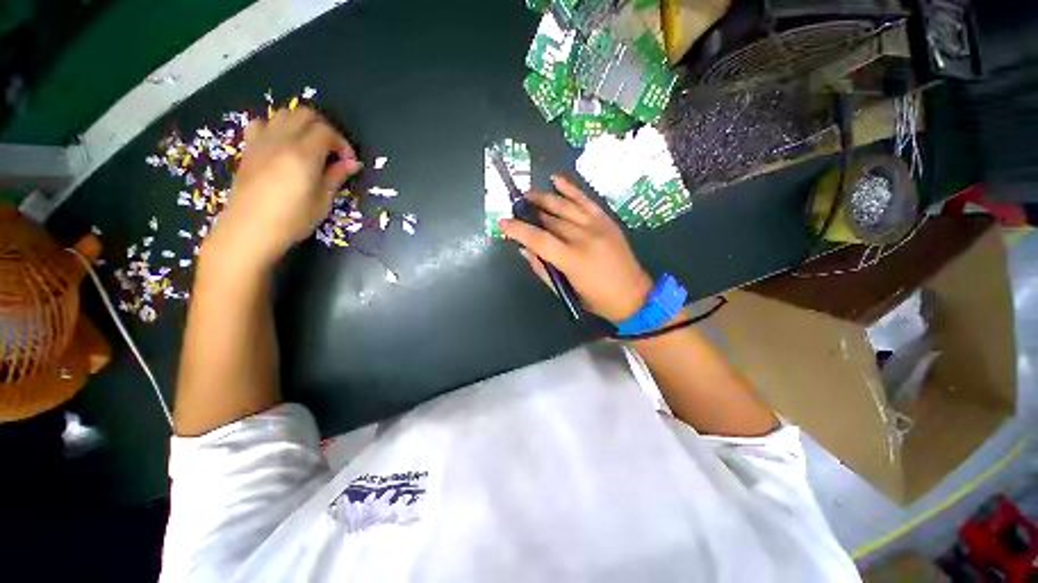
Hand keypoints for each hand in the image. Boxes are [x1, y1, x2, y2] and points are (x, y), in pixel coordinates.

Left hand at [207, 107, 362, 268]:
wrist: (249, 230)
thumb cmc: (292, 220)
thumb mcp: (323, 201)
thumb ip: (336, 176)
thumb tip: (353, 163)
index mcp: (303, 155)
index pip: (327, 131)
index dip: (343, 143)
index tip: (349, 162)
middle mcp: (281, 140)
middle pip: (305, 114)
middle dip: (324, 128)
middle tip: (333, 151)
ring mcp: (261, 142)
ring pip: (283, 114)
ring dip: (301, 124)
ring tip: (310, 146)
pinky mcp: (249, 149)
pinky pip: (262, 124)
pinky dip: (276, 127)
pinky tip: (282, 145)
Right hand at [500, 175, 652, 322]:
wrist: (634, 295)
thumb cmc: (596, 299)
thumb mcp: (565, 290)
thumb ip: (543, 269)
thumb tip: (525, 249)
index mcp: (572, 259)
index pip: (538, 239)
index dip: (518, 230)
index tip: (503, 223)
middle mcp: (584, 237)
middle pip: (550, 220)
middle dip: (530, 214)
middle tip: (515, 209)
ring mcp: (597, 226)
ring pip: (565, 206)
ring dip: (544, 198)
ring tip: (528, 194)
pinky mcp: (606, 220)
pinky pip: (585, 200)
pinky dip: (570, 189)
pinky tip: (557, 180)